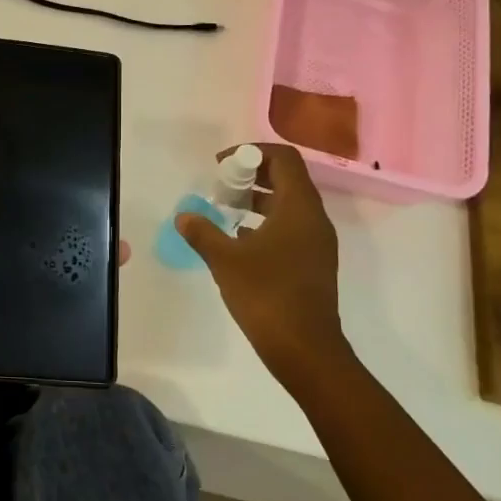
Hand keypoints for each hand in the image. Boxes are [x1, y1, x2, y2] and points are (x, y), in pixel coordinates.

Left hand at [0, 147, 135, 436]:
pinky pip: (35, 323)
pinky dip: (61, 314)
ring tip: (115, 256)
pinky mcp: (1, 343)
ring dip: (68, 273)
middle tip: (107, 223)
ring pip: (34, 284)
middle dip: (60, 236)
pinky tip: (99, 303)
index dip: (26, 195)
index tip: (69, 180)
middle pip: (22, 248)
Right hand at [177, 143, 350, 380]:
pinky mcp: (313, 263)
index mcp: (299, 208)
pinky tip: (239, 241)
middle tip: (220, 186)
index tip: (222, 165)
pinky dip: (266, 224)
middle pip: (287, 179)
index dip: (252, 153)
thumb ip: (203, 232)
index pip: (284, 159)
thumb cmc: (266, 295)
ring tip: (225, 211)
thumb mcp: (225, 260)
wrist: (305, 348)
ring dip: (257, 200)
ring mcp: (317, 242)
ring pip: (288, 205)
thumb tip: (184, 216)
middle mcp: (314, 219)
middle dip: (252, 175)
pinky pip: (290, 228)